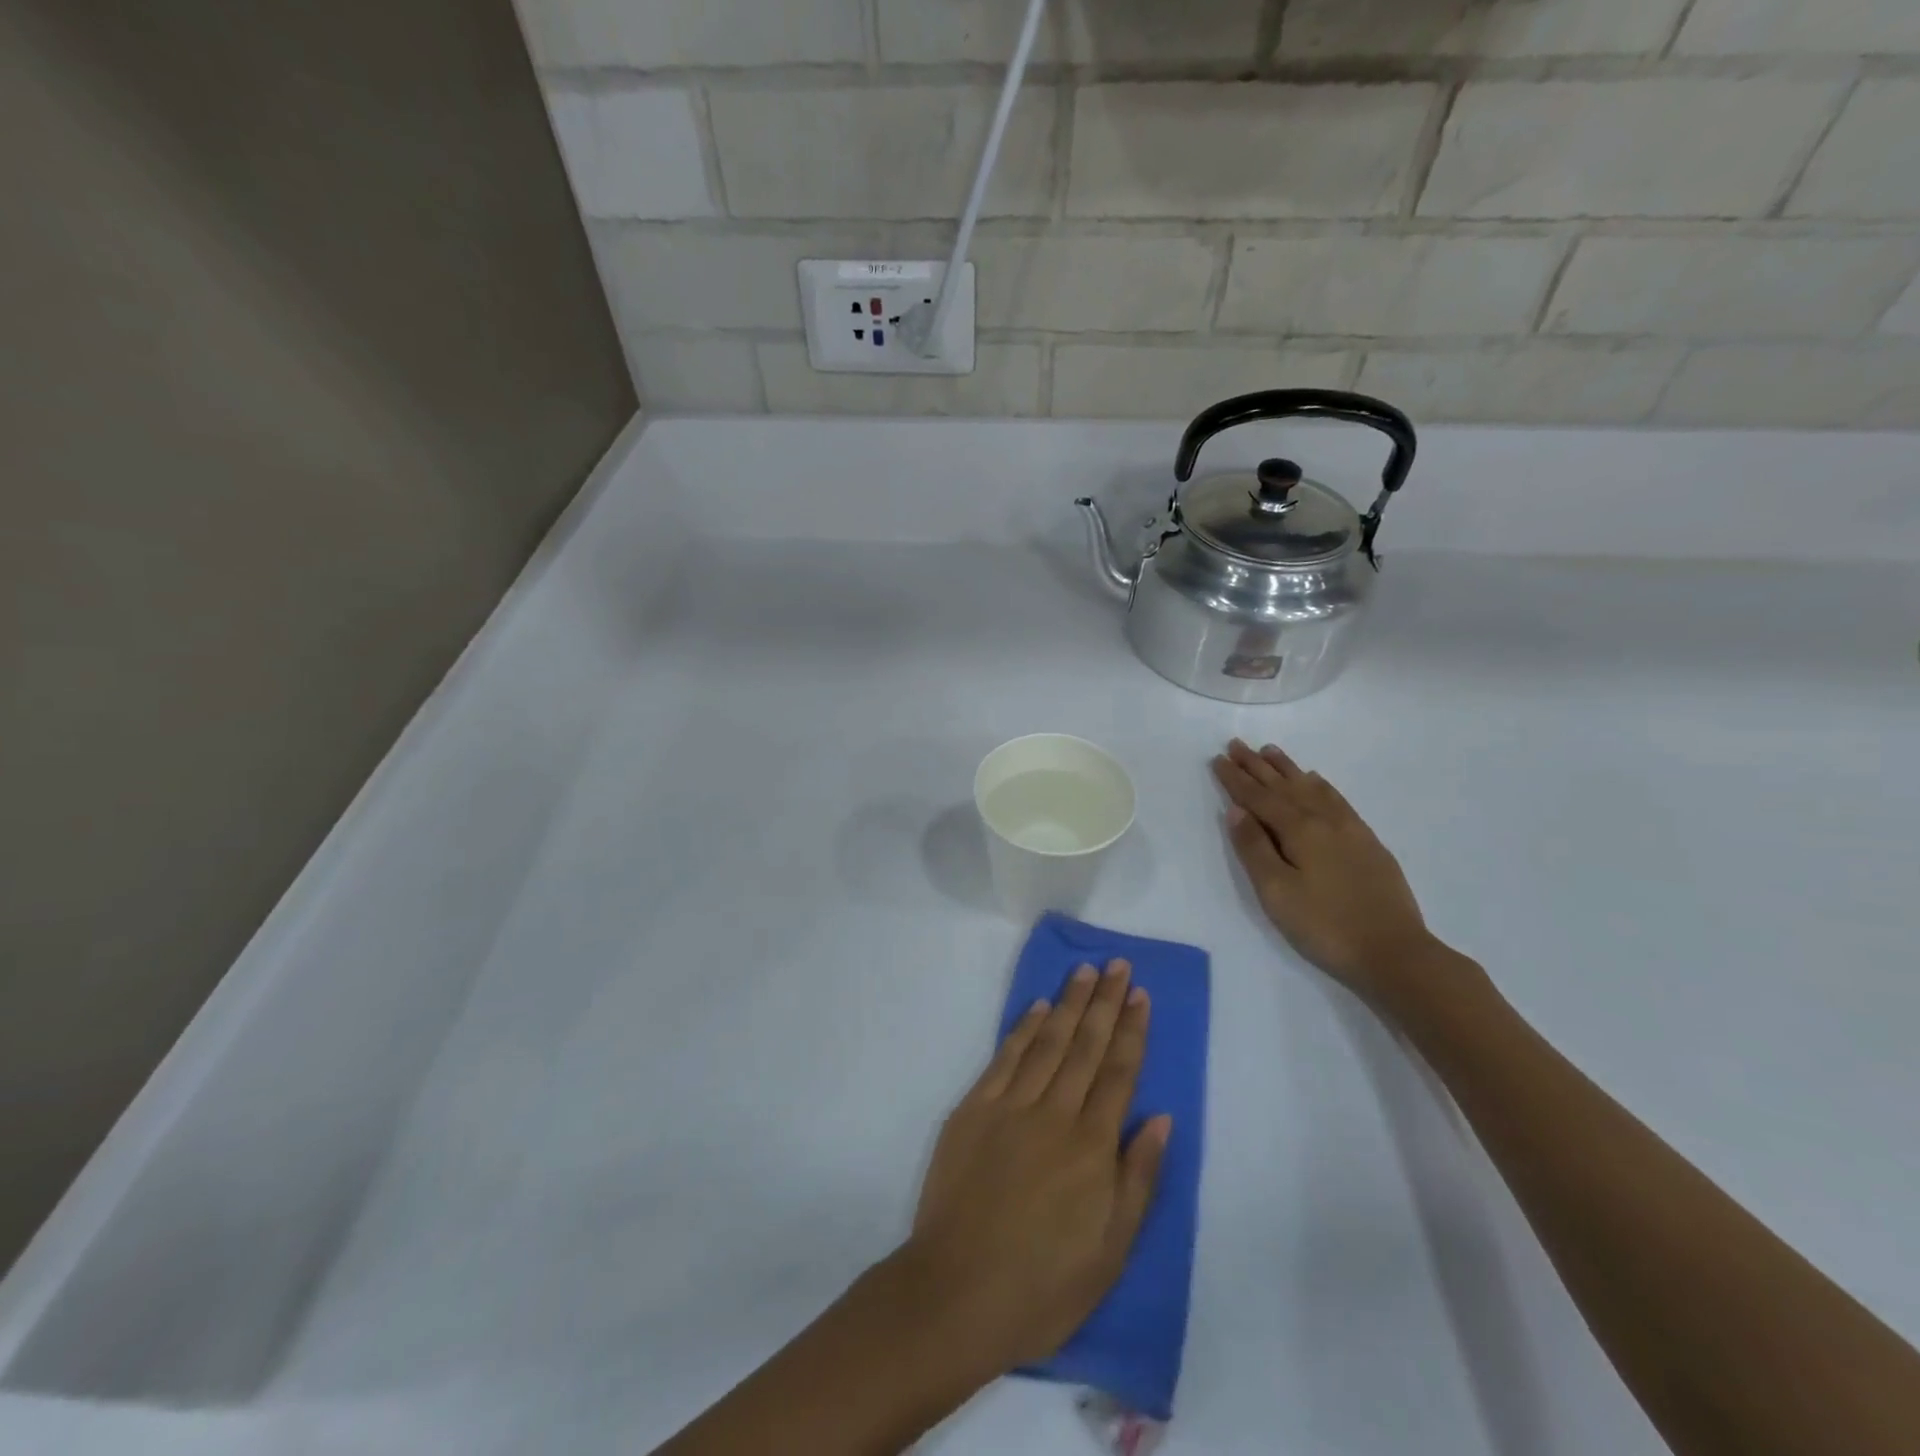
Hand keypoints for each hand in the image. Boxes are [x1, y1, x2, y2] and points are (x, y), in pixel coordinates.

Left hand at [903, 961, 1170, 1378]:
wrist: (957, 1292)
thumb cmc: (1044, 1285)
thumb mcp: (1110, 1251)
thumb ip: (1138, 1178)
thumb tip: (1160, 1119)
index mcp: (1092, 1147)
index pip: (1118, 1073)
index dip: (1131, 1031)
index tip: (1139, 994)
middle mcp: (1055, 1114)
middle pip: (1086, 1047)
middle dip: (1105, 1003)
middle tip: (1118, 965)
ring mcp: (1010, 1106)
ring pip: (1048, 1043)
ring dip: (1069, 1004)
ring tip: (1085, 971)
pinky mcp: (974, 1109)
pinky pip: (1005, 1058)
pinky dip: (1023, 1028)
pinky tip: (1038, 1007)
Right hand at [1212, 739, 1444, 1006]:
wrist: (1394, 953)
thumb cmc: (1325, 925)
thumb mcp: (1277, 892)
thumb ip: (1254, 848)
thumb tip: (1237, 810)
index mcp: (1299, 830)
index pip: (1259, 797)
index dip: (1236, 779)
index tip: (1218, 758)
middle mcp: (1324, 820)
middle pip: (1284, 786)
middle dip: (1257, 766)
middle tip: (1237, 744)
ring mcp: (1350, 829)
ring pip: (1312, 788)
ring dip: (1288, 769)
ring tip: (1270, 751)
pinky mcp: (1368, 842)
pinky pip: (1337, 800)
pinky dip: (1320, 785)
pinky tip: (1316, 781)